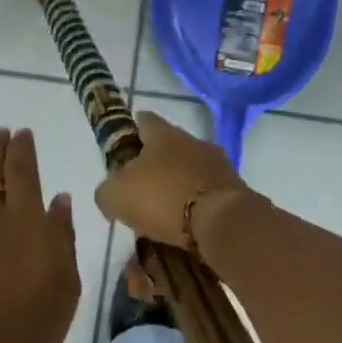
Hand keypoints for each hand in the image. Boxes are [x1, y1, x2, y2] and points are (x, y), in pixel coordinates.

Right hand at [93, 111, 246, 248]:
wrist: (222, 221)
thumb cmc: (163, 198)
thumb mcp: (116, 195)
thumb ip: (107, 189)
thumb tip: (111, 192)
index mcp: (164, 134)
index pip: (144, 120)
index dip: (131, 131)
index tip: (123, 149)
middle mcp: (193, 140)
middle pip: (169, 146)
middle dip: (155, 163)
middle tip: (140, 188)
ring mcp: (218, 163)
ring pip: (190, 168)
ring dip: (178, 184)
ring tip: (164, 210)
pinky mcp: (234, 188)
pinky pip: (207, 191)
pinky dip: (196, 202)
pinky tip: (186, 222)